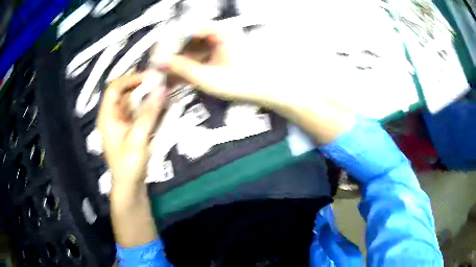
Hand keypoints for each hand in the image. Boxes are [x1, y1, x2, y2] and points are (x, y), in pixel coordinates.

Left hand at [97, 72, 166, 186]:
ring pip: (131, 101)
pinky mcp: (128, 128)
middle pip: (123, 92)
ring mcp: (120, 121)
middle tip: (160, 83)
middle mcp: (111, 115)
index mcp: (107, 116)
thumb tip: (161, 88)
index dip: (131, 79)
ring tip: (163, 91)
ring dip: (146, 95)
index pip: (114, 87)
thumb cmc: (129, 165)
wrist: (130, 186)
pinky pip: (137, 111)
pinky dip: (147, 106)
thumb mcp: (138, 138)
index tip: (150, 77)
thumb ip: (149, 113)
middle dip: (141, 85)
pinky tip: (160, 106)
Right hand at [156, 25, 355, 143]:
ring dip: (180, 65)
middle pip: (187, 41)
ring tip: (167, 80)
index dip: (167, 46)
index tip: (157, 61)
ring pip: (193, 50)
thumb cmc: (247, 82)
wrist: (274, 90)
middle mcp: (219, 32)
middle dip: (172, 58)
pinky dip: (190, 68)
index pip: (183, 31)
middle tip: (159, 73)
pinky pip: (201, 57)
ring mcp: (221, 43)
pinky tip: (180, 79)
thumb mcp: (210, 77)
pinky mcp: (223, 53)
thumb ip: (183, 69)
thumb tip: (160, 63)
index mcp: (218, 31)